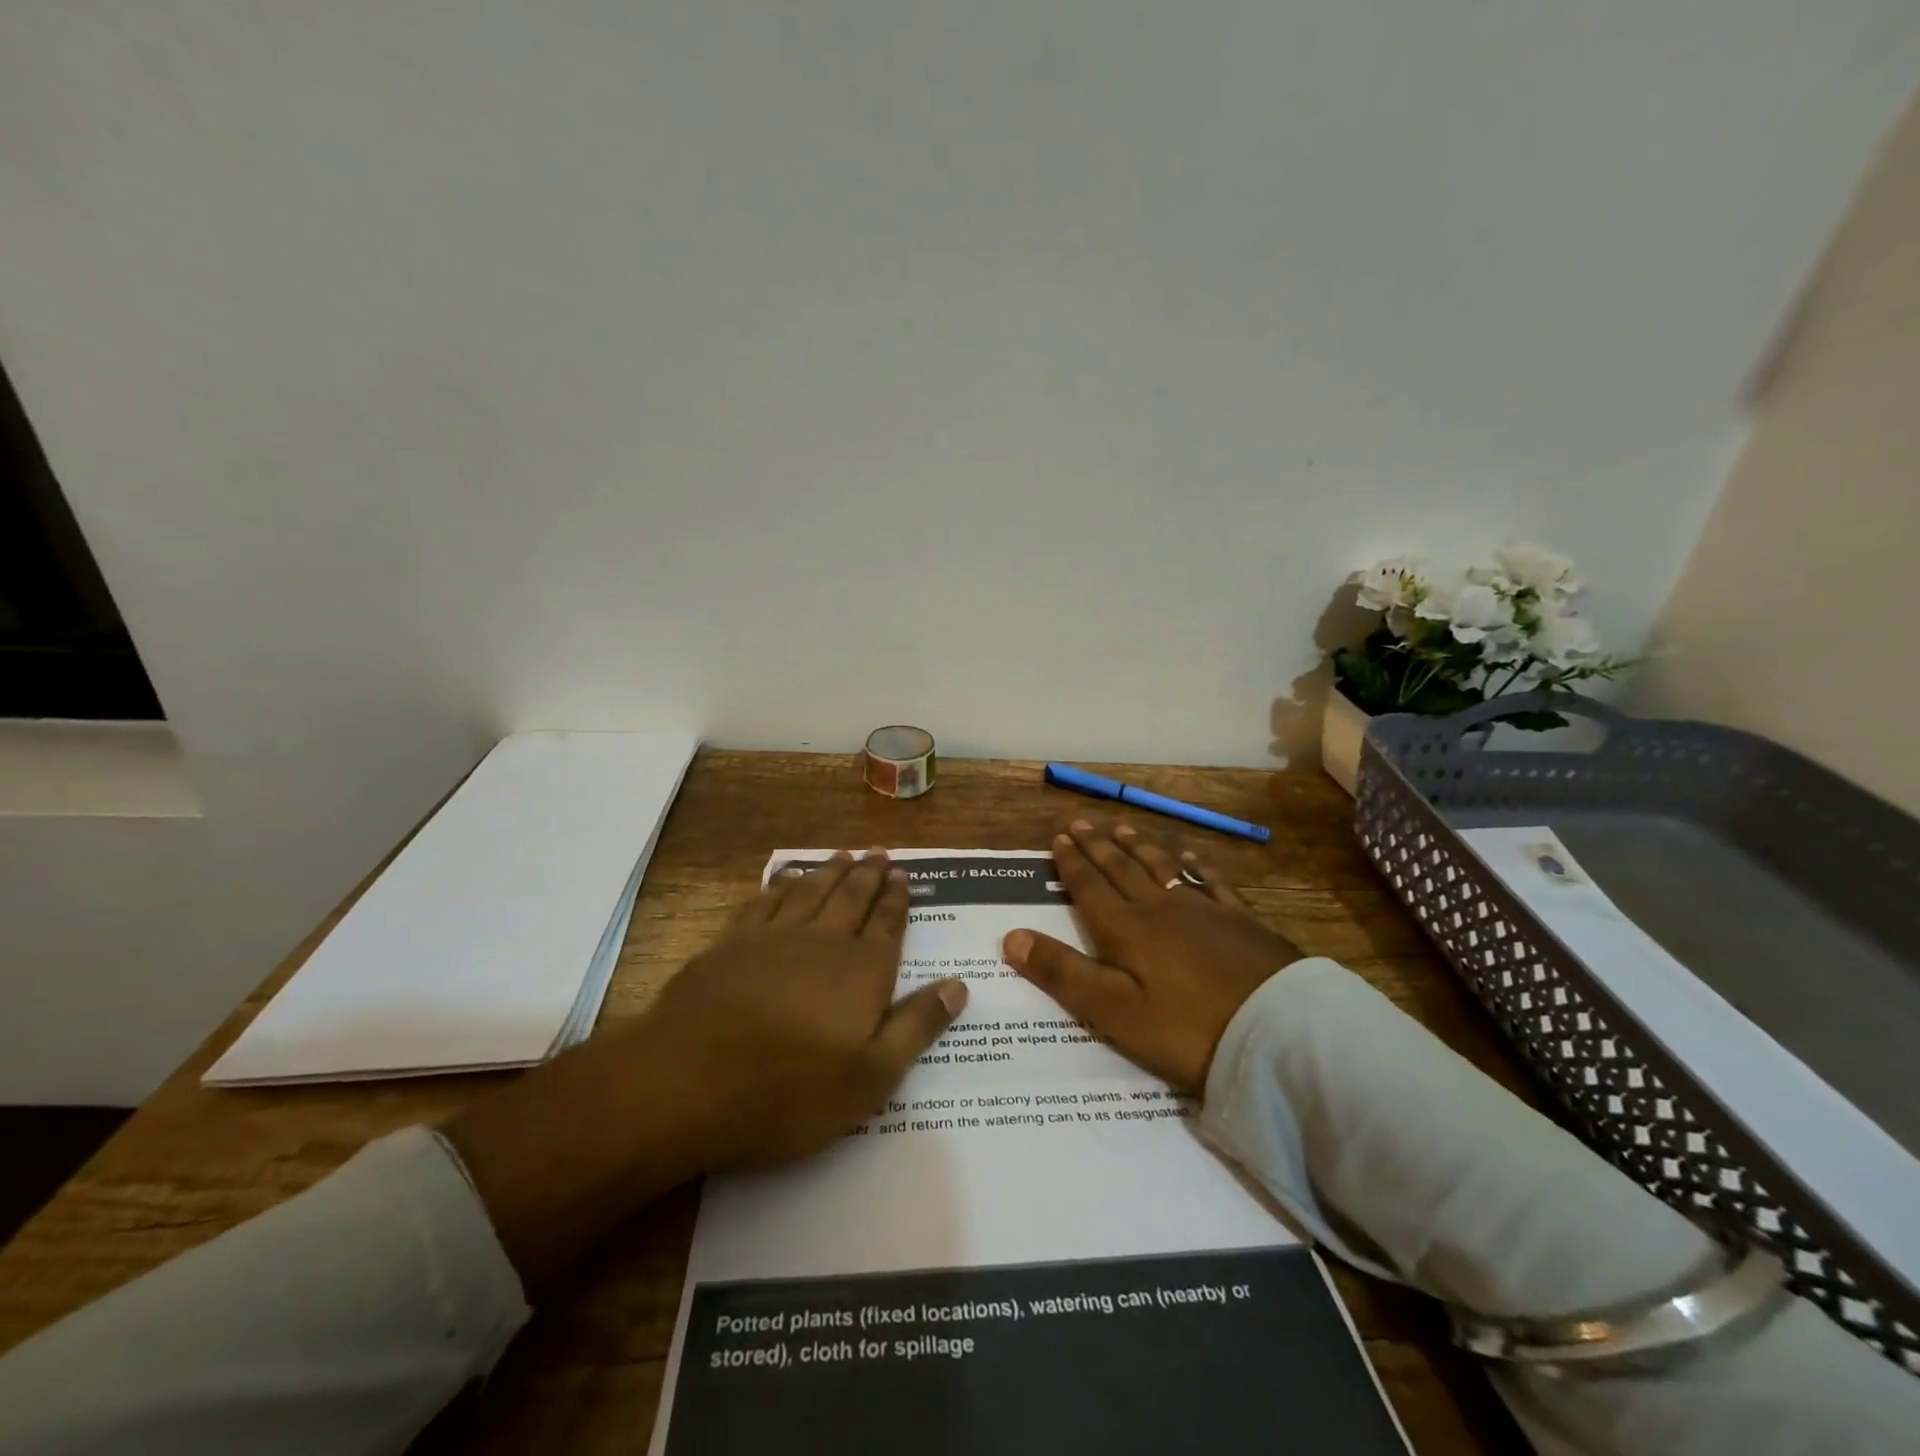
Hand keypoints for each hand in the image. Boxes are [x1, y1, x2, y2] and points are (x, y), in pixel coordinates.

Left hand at [444, 849, 965, 1290]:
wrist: (688, 1081)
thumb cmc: (790, 1090)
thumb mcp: (871, 1077)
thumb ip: (917, 1026)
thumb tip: (958, 984)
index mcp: (862, 971)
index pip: (887, 923)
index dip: (897, 897)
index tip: (903, 874)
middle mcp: (823, 941)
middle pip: (851, 897)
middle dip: (868, 874)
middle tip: (879, 852)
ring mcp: (774, 938)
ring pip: (811, 891)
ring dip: (830, 871)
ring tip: (843, 854)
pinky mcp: (732, 944)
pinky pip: (766, 900)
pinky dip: (782, 885)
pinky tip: (786, 878)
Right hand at [1002, 821, 1301, 1093]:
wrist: (1276, 1032)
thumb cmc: (1185, 1029)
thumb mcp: (1113, 1012)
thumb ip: (1062, 973)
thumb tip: (1010, 936)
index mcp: (1126, 930)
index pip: (1090, 888)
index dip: (1071, 863)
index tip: (1059, 837)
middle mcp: (1160, 908)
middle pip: (1122, 869)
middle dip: (1098, 847)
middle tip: (1082, 824)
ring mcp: (1204, 910)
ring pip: (1162, 868)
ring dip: (1140, 848)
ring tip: (1124, 830)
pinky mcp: (1240, 920)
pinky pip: (1210, 882)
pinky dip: (1194, 866)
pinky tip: (1190, 857)